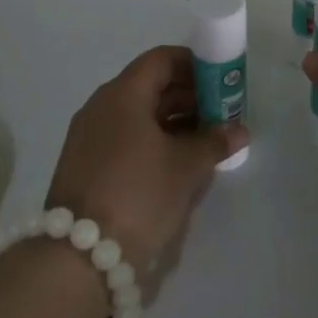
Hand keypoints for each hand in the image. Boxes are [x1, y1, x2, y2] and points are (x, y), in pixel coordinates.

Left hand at [45, 46, 245, 269]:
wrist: (78, 258)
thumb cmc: (139, 195)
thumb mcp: (186, 167)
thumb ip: (215, 141)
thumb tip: (239, 130)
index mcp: (122, 94)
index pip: (162, 59)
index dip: (195, 65)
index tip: (221, 83)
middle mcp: (101, 107)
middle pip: (150, 86)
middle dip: (189, 97)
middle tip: (220, 116)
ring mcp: (88, 137)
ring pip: (138, 115)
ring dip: (173, 122)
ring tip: (205, 143)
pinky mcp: (84, 166)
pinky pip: (125, 138)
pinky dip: (153, 142)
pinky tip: (176, 165)